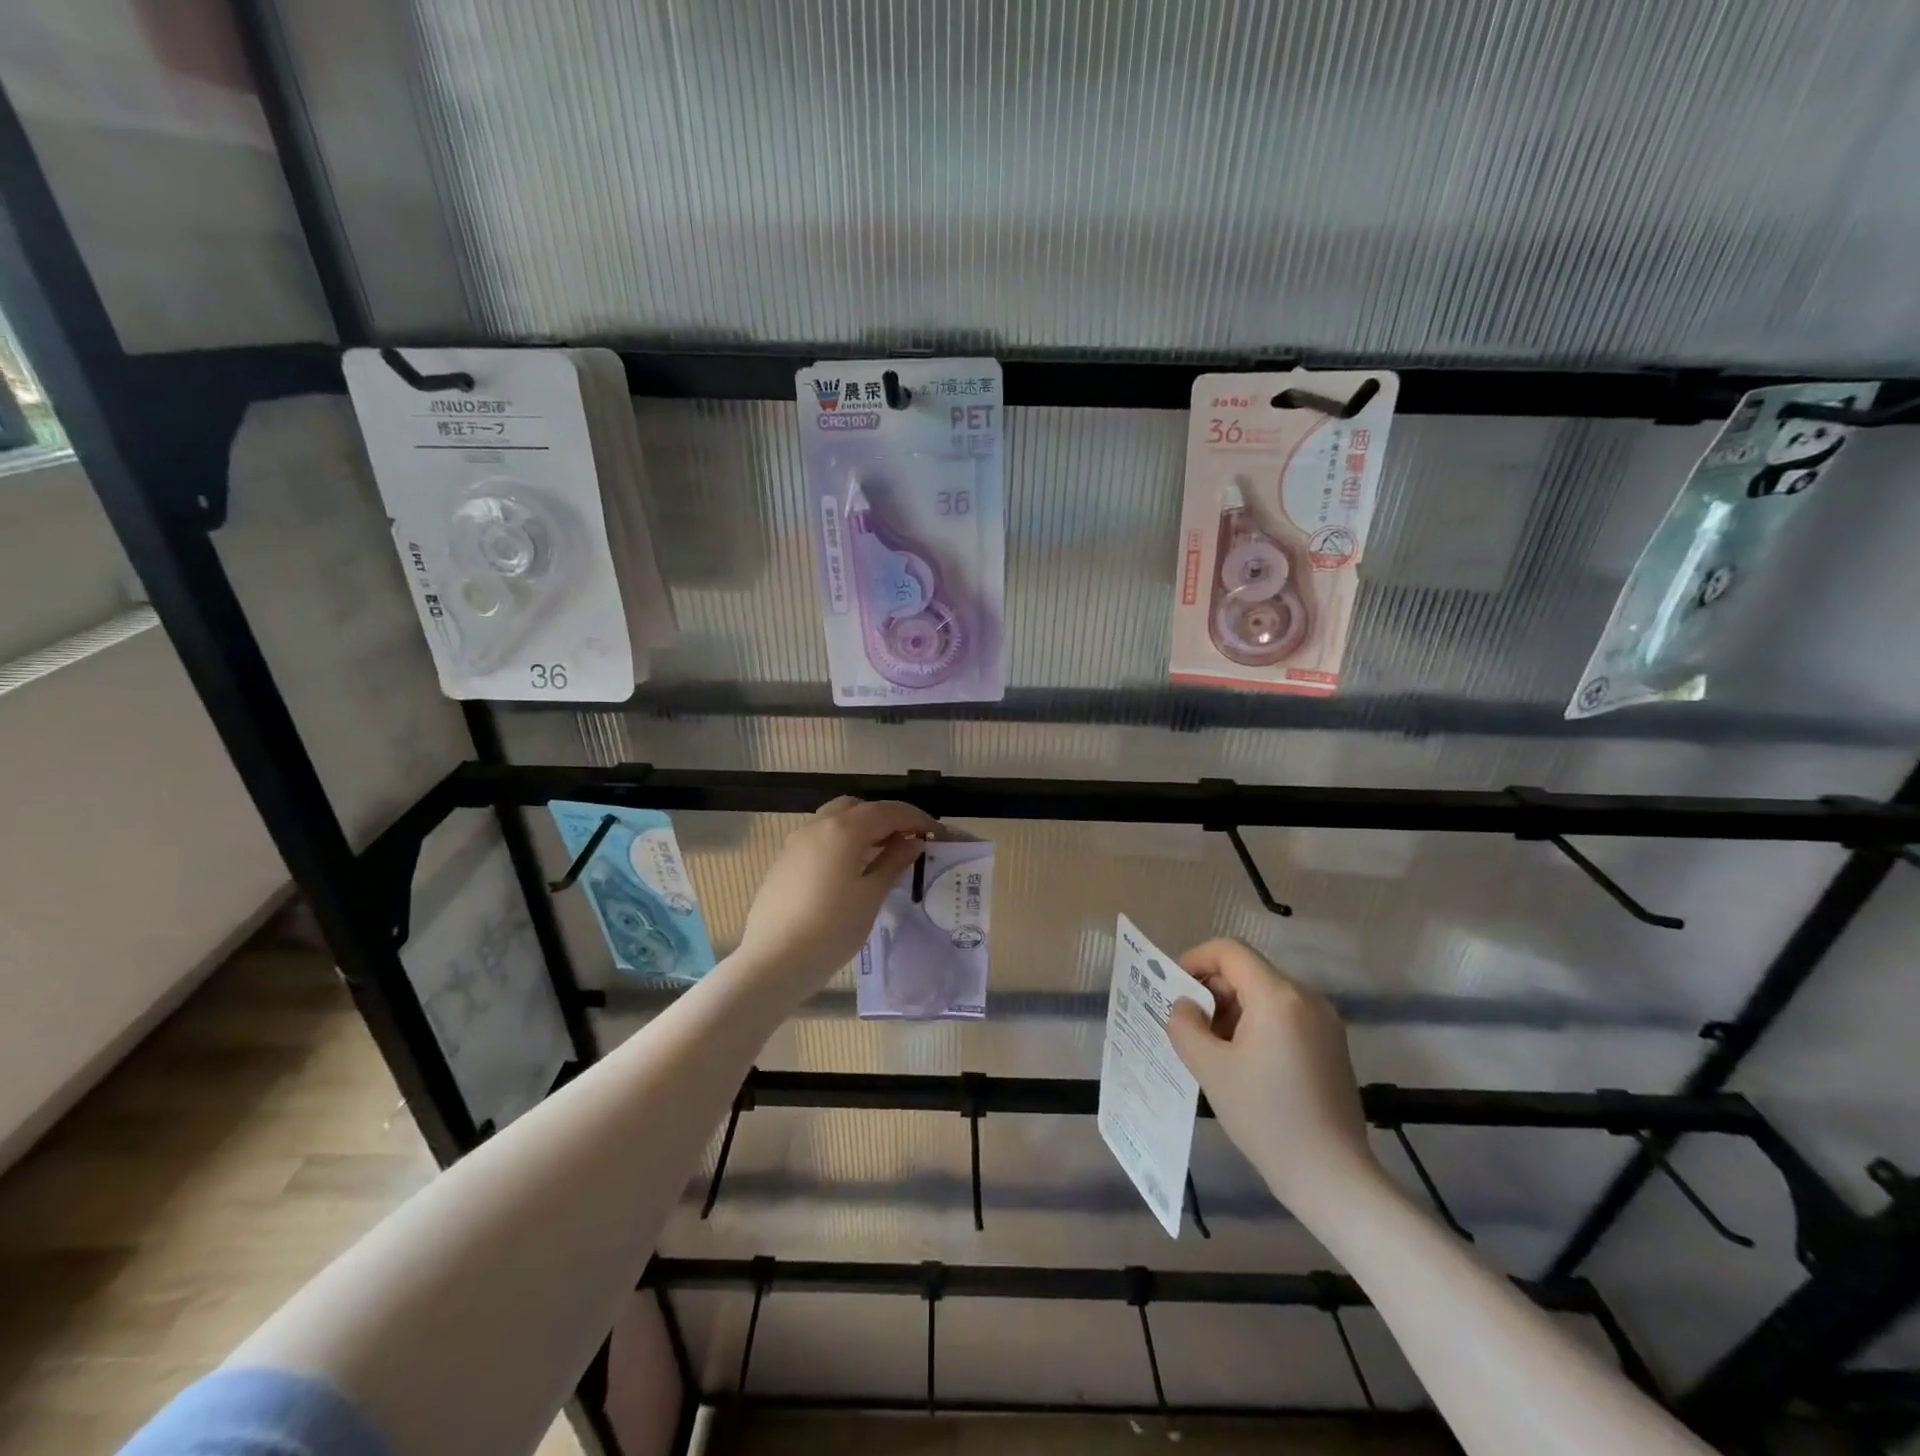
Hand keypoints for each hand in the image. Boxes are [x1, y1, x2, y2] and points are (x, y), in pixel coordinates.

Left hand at [733, 797, 938, 995]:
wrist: (772, 962)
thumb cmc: (830, 930)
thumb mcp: (870, 896)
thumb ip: (893, 862)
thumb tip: (912, 841)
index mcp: (843, 830)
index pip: (888, 811)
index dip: (916, 819)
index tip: (937, 833)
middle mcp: (817, 826)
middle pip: (858, 808)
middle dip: (886, 818)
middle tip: (908, 842)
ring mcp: (796, 842)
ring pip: (835, 820)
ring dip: (862, 828)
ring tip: (882, 856)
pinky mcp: (784, 861)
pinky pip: (820, 838)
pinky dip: (842, 842)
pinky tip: (851, 870)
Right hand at [1167, 939, 1381, 1217]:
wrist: (1333, 1178)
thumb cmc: (1266, 1118)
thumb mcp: (1210, 1069)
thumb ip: (1186, 1026)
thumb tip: (1185, 1006)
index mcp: (1277, 996)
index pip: (1229, 951)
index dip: (1195, 960)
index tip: (1173, 989)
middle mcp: (1305, 998)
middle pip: (1247, 972)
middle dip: (1212, 991)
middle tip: (1189, 1027)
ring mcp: (1324, 1023)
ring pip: (1265, 995)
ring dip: (1232, 1011)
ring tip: (1213, 1051)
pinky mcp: (1331, 1046)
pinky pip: (1284, 1017)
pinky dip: (1256, 1026)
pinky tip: (1244, 1065)